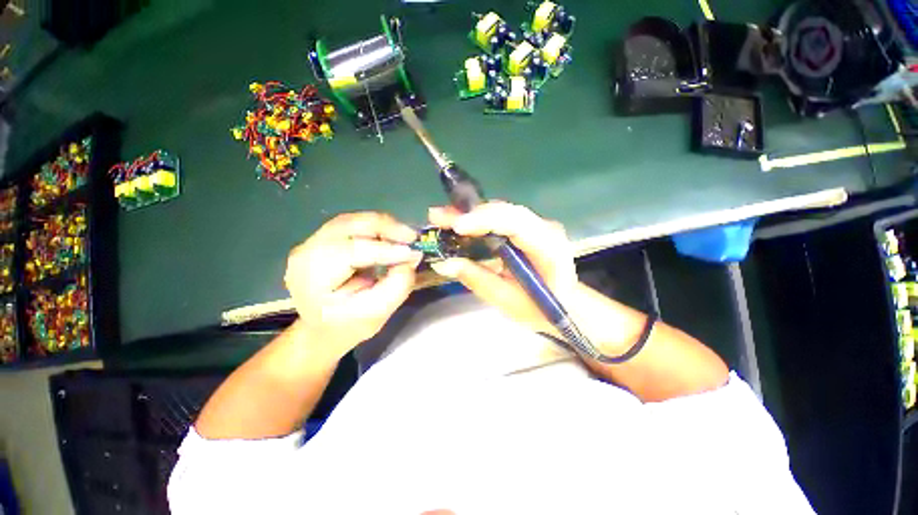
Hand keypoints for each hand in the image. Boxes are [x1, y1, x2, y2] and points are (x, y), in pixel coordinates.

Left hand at [284, 212, 421, 357]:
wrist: (324, 327)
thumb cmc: (349, 325)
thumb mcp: (377, 313)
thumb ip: (397, 286)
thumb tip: (412, 256)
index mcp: (312, 278)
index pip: (350, 252)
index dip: (385, 250)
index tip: (414, 253)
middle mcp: (306, 252)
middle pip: (348, 226)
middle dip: (385, 228)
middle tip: (412, 237)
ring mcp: (311, 242)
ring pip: (352, 221)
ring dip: (382, 225)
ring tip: (405, 237)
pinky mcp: (322, 238)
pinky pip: (352, 224)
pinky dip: (375, 227)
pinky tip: (390, 236)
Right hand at [428, 201, 577, 334]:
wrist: (566, 305)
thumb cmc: (541, 309)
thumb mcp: (508, 301)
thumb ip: (478, 280)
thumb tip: (444, 263)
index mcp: (549, 248)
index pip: (517, 224)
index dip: (486, 221)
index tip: (457, 227)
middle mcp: (545, 229)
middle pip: (506, 212)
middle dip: (471, 214)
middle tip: (438, 217)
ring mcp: (536, 226)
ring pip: (501, 211)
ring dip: (471, 214)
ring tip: (442, 218)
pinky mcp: (526, 229)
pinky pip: (500, 219)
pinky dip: (477, 221)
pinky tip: (458, 224)